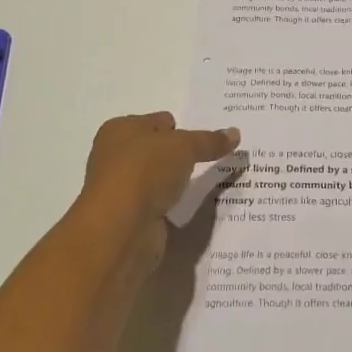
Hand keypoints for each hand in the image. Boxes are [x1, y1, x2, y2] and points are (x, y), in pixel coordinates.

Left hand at [73, 112, 239, 268]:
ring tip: (210, 179)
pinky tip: (192, 204)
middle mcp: (115, 156)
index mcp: (120, 130)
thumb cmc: (145, 171)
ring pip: (158, 178)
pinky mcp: (130, 217)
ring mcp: (122, 189)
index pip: (158, 121)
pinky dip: (173, 204)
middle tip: (213, 156)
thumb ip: (209, 141)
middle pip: (157, 149)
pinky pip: (159, 203)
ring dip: (177, 180)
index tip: (207, 137)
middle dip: (181, 154)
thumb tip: (235, 133)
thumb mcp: (184, 147)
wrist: (119, 230)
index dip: (181, 127)